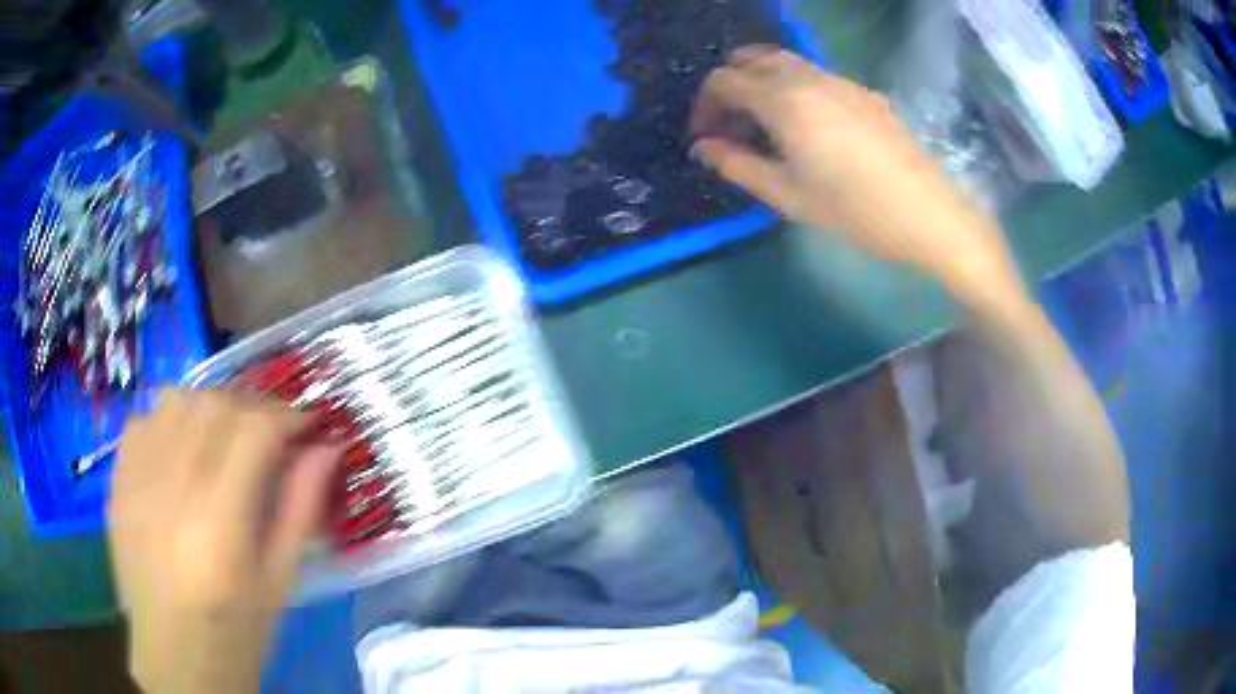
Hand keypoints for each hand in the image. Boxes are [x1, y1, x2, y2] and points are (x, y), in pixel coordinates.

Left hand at [108, 390, 340, 692]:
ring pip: (177, 400)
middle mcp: (172, 490)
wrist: (174, 654)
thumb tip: (328, 447)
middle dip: (254, 407)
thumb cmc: (236, 629)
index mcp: (219, 525)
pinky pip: (145, 420)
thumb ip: (302, 508)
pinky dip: (171, 421)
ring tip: (225, 436)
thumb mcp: (280, 581)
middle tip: (272, 432)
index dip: (288, 415)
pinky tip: (182, 451)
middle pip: (215, 405)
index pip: (254, 431)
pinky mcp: (118, 480)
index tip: (309, 425)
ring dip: (210, 407)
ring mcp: (137, 480)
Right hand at [690, 47, 1021, 305]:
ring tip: (767, 127)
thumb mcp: (788, 196)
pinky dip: (793, 88)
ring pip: (785, 62)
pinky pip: (814, 75)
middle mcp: (808, 77)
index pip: (724, 81)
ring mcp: (841, 81)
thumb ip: (737, 166)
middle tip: (732, 127)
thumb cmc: (856, 211)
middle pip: (752, 58)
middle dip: (731, 86)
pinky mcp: (864, 92)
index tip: (705, 138)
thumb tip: (702, 148)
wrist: (929, 215)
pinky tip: (809, 128)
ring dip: (762, 83)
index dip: (704, 106)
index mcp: (784, 100)